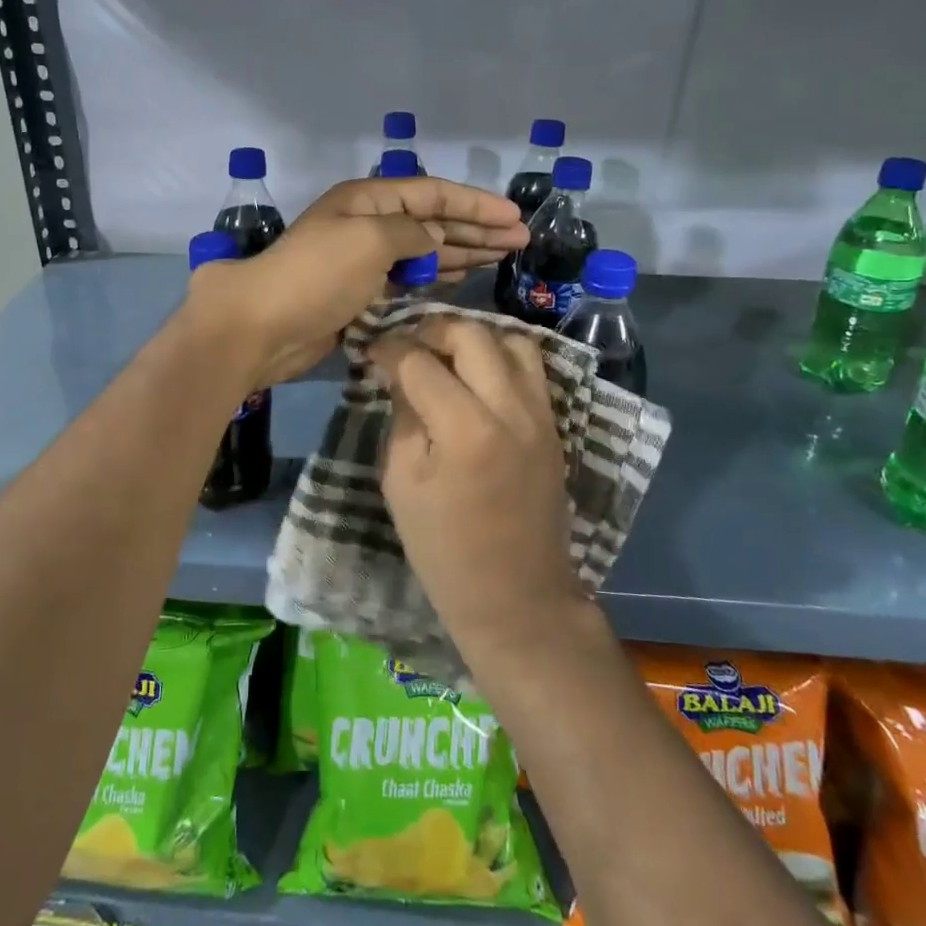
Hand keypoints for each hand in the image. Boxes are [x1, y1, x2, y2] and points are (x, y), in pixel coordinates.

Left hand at [186, 177, 527, 388]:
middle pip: (433, 220)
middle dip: (477, 228)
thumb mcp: (370, 240)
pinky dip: (436, 275)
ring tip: (503, 255)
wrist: (263, 326)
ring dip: (463, 250)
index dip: (476, 202)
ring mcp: (365, 260)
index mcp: (368, 200)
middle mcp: (369, 224)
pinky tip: (462, 275)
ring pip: (424, 249)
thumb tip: (431, 240)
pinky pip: (409, 277)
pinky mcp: (362, 293)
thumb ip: (411, 234)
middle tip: (521, 240)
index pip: (433, 193)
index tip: (514, 215)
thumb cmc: (317, 275)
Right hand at [367, 315, 583, 657]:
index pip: (420, 362)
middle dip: (432, 329)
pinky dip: (500, 357)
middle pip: (472, 334)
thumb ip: (403, 416)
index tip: (371, 349)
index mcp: (465, 430)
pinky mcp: (554, 424)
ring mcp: (541, 414)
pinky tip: (475, 376)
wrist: (518, 596)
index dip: (389, 348)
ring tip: (445, 355)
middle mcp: (510, 409)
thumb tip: (397, 370)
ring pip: (512, 340)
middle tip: (407, 346)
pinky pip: (531, 368)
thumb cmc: (444, 550)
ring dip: (473, 337)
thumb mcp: (402, 484)